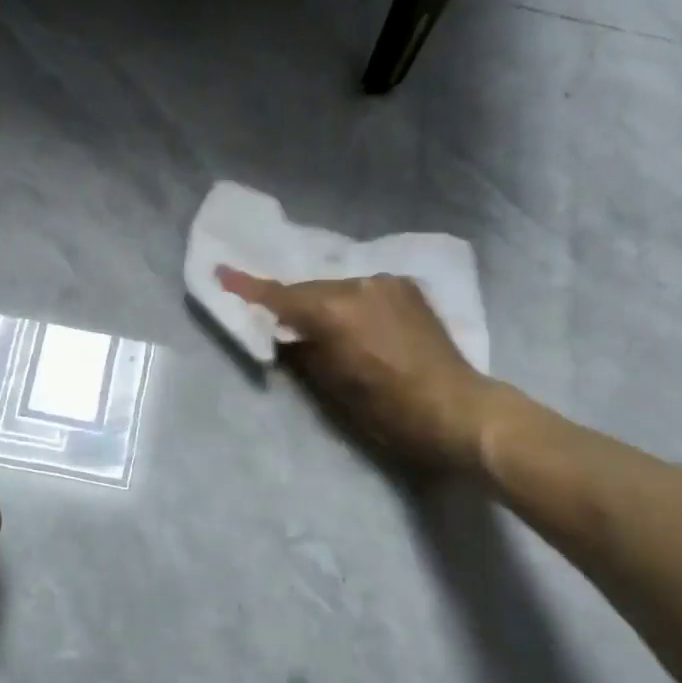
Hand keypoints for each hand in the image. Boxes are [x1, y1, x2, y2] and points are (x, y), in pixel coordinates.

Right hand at [217, 267, 497, 470]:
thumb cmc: (390, 410)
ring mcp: (388, 283)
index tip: (221, 272)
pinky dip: (349, 303)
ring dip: (323, 304)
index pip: (282, 297)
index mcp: (337, 311)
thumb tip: (284, 335)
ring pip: (338, 288)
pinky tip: (353, 322)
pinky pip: (363, 290)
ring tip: (318, 327)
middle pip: (310, 291)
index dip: (248, 288)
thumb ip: (303, 352)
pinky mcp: (408, 288)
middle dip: (291, 304)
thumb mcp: (334, 388)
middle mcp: (360, 285)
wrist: (460, 409)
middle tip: (274, 320)